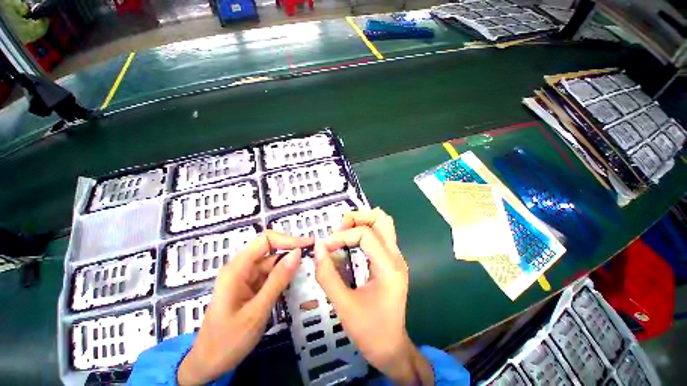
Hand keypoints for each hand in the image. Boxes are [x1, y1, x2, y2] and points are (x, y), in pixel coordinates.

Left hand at [177, 231, 312, 384]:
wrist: (211, 359)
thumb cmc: (231, 338)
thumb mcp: (257, 311)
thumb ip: (277, 282)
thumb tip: (296, 254)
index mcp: (236, 270)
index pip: (264, 241)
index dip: (288, 240)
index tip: (312, 247)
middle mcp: (237, 272)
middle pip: (266, 254)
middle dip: (290, 256)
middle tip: (318, 266)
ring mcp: (240, 284)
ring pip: (267, 270)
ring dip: (286, 273)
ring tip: (311, 278)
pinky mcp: (244, 295)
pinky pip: (263, 284)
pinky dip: (279, 285)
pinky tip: (294, 290)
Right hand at [314, 209, 433, 384]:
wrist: (388, 347)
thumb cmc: (368, 329)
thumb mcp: (343, 304)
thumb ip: (327, 275)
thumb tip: (317, 248)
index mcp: (389, 267)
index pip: (366, 234)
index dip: (342, 236)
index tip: (324, 249)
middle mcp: (396, 260)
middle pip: (382, 220)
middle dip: (357, 219)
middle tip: (336, 231)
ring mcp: (396, 264)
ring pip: (383, 229)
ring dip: (361, 227)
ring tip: (339, 238)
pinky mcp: (391, 270)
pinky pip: (380, 244)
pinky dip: (363, 240)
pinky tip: (347, 251)